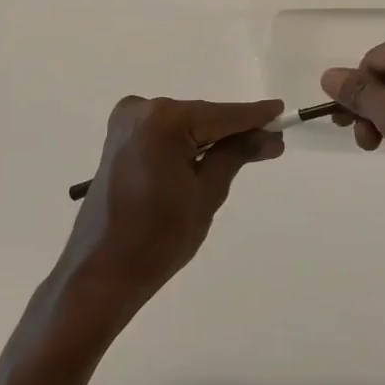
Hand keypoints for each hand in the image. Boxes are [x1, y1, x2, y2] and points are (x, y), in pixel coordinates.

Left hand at [54, 96, 283, 321]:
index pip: (221, 115)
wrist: (101, 274)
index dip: (255, 116)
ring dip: (210, 137)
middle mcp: (141, 110)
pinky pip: (164, 132)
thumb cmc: (158, 239)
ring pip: (184, 124)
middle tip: (270, 144)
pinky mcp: (118, 139)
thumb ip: (237, 155)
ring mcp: (125, 122)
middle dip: (234, 130)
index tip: (282, 113)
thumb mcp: (207, 194)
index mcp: (163, 121)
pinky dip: (186, 142)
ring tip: (243, 154)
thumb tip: (270, 136)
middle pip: (202, 116)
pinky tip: (206, 157)